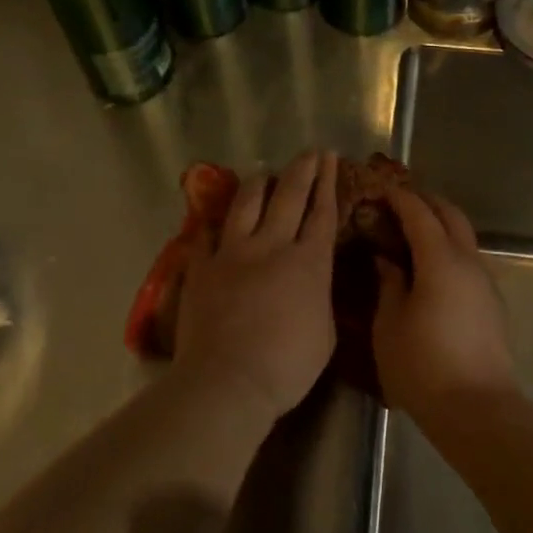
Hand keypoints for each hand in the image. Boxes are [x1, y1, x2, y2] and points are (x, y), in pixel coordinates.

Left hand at [173, 150, 338, 424]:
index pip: (322, 213)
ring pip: (246, 204)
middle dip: (302, 170)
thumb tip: (314, 280)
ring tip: (265, 173)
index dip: (328, 183)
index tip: (331, 159)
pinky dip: (214, 223)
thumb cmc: (288, 366)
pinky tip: (215, 218)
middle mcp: (271, 246)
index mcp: (309, 263)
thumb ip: (321, 297)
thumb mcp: (325, 332)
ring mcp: (232, 254)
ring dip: (259, 185)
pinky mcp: (201, 268)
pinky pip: (207, 235)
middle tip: (309, 152)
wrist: (229, 380)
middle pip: (288, 196)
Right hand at [374, 187, 515, 419]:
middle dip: (426, 202)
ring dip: (440, 227)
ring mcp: (485, 284)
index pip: (420, 214)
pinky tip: (430, 270)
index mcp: (441, 261)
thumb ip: (389, 284)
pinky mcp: (492, 304)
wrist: (476, 408)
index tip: (379, 190)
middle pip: (451, 216)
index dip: (399, 198)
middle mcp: (469, 263)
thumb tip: (387, 260)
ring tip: (411, 235)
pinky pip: (469, 263)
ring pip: (465, 239)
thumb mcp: (390, 324)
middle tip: (398, 203)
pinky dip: (449, 252)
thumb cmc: (422, 366)